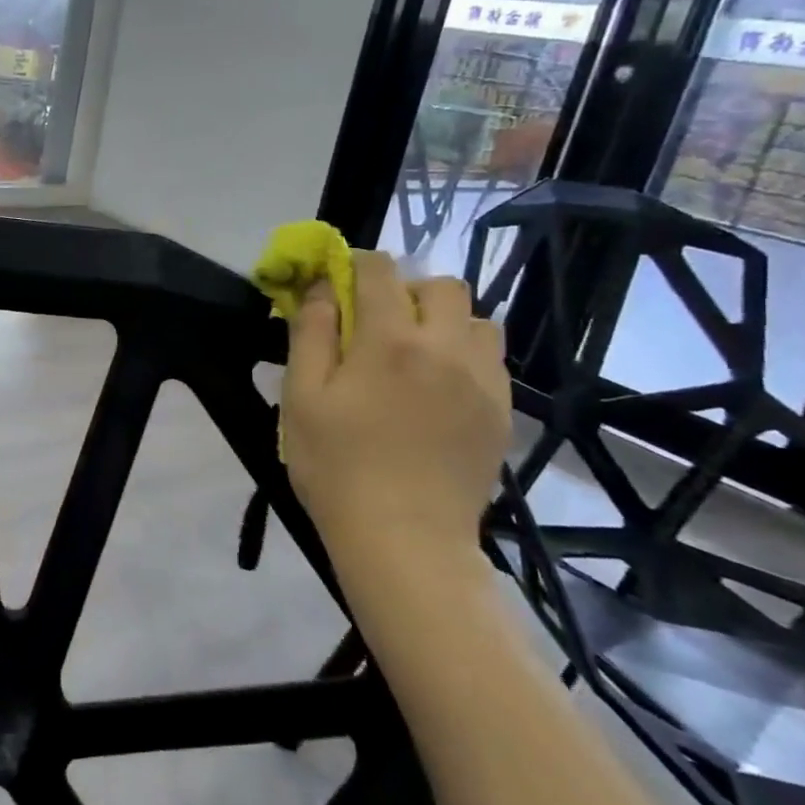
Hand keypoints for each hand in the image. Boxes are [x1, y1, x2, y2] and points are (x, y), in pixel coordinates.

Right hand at [281, 251, 510, 570]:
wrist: (405, 540)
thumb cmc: (337, 466)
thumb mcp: (302, 398)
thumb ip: (311, 334)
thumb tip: (321, 288)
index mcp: (390, 340)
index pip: (380, 270)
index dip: (355, 265)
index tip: (338, 283)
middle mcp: (446, 347)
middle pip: (441, 285)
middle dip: (407, 290)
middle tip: (378, 324)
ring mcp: (483, 380)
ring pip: (477, 320)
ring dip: (444, 321)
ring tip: (416, 354)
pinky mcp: (502, 412)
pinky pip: (492, 360)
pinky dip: (465, 355)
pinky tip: (438, 389)